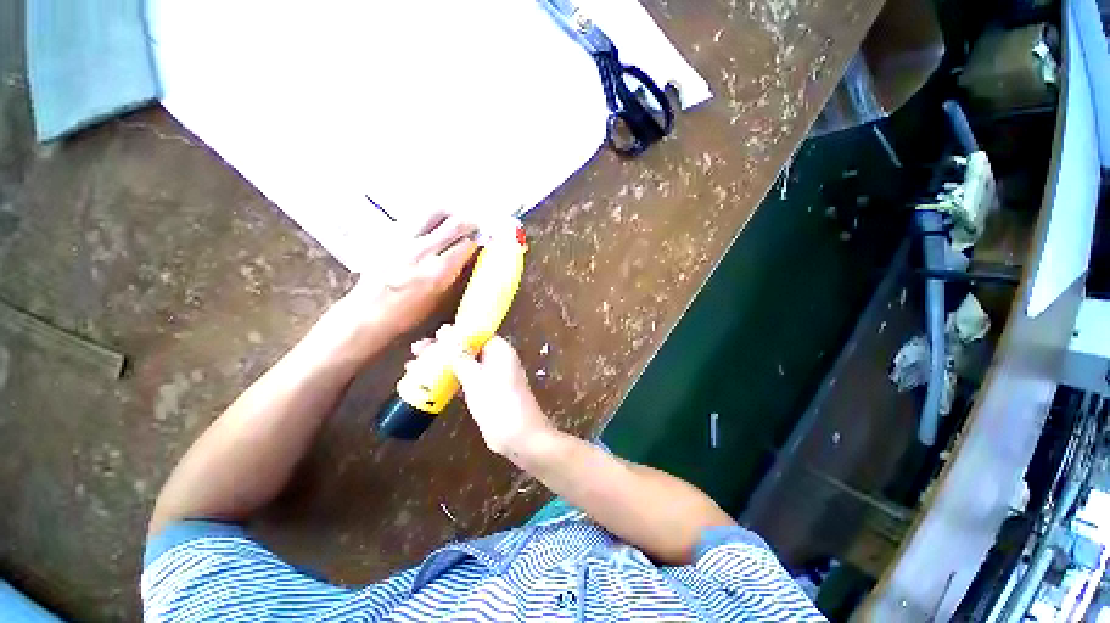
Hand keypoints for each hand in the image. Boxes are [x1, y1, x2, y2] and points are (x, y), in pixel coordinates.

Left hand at [343, 212, 477, 338]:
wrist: (367, 316)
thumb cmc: (408, 318)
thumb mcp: (442, 305)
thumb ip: (460, 280)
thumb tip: (473, 261)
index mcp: (438, 271)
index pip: (468, 244)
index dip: (482, 240)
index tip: (487, 241)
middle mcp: (422, 250)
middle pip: (455, 222)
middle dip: (471, 223)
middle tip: (476, 228)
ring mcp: (403, 240)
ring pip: (434, 211)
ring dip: (450, 214)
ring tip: (455, 221)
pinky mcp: (389, 236)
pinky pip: (415, 217)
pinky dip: (429, 218)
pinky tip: (432, 228)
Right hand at [411, 326, 552, 457]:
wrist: (518, 436)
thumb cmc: (499, 401)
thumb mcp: (476, 377)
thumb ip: (460, 356)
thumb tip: (446, 334)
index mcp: (500, 350)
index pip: (476, 333)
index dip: (456, 332)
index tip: (435, 334)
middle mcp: (496, 359)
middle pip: (467, 348)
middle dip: (443, 348)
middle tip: (418, 349)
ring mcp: (490, 377)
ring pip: (463, 365)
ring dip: (442, 364)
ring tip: (414, 364)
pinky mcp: (484, 393)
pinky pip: (463, 381)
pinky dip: (447, 380)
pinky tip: (427, 383)